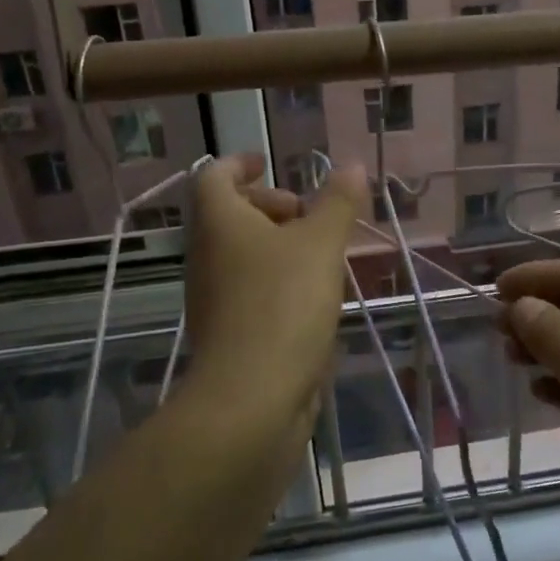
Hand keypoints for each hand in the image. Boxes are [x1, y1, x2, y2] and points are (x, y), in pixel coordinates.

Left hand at [183, 154, 366, 423]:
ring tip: (321, 255)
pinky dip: (277, 281)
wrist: (251, 397)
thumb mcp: (320, 245)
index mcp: (218, 223)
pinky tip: (314, 298)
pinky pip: (250, 291)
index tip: (268, 163)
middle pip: (229, 216)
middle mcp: (207, 256)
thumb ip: (337, 203)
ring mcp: (214, 298)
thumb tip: (352, 165)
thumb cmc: (283, 304)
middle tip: (308, 215)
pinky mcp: (229, 333)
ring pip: (241, 256)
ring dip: (277, 246)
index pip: (214, 176)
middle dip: (269, 207)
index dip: (239, 163)